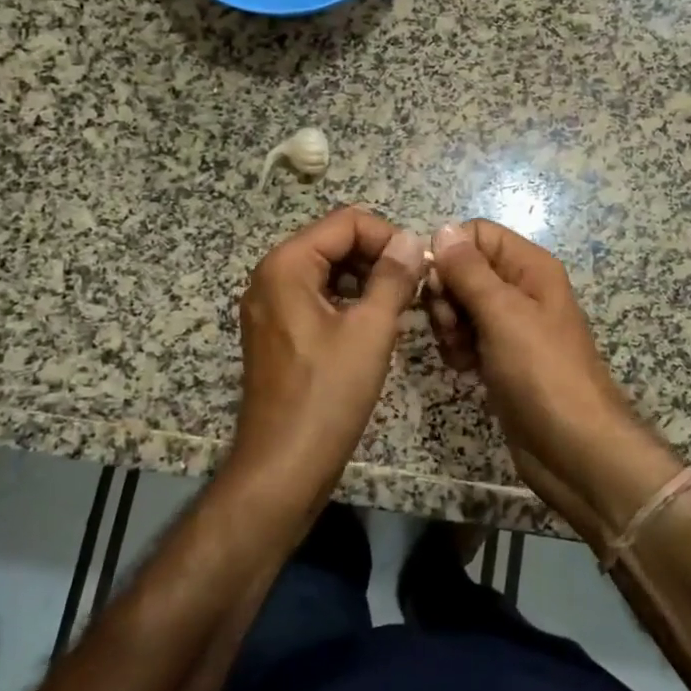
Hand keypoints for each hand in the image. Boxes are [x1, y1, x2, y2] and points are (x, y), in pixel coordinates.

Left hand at [230, 206, 425, 532]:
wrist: (283, 468)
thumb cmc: (327, 395)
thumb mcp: (370, 331)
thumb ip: (393, 277)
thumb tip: (411, 239)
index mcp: (286, 266)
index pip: (346, 222)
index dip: (388, 236)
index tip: (419, 266)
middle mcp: (271, 276)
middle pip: (334, 242)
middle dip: (378, 257)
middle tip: (416, 287)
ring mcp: (271, 306)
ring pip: (328, 271)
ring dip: (367, 280)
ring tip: (403, 306)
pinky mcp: (278, 332)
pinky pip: (318, 298)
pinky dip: (350, 301)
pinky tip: (377, 325)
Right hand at [426, 220, 682, 535]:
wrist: (574, 449)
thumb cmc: (542, 373)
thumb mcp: (503, 314)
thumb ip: (469, 271)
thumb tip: (442, 229)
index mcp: (530, 267)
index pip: (477, 234)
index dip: (450, 253)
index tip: (436, 284)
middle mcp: (520, 289)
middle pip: (464, 269)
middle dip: (446, 294)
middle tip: (449, 325)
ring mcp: (510, 325)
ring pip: (460, 304)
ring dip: (448, 324)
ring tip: (459, 351)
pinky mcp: (500, 357)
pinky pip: (466, 336)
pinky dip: (457, 348)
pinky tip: (463, 368)